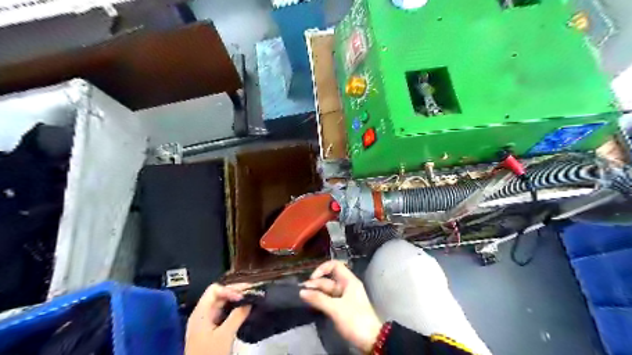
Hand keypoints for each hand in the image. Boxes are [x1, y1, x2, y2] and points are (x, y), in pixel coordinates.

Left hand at [186, 285, 251, 354]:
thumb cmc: (209, 354)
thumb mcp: (224, 335)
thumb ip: (237, 316)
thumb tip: (249, 301)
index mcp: (201, 312)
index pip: (214, 290)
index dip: (229, 290)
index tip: (243, 296)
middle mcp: (202, 314)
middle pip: (218, 295)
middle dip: (235, 291)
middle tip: (252, 291)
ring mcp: (206, 322)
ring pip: (222, 304)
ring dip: (236, 300)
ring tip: (250, 298)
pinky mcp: (211, 329)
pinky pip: (223, 313)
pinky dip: (234, 309)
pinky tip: (244, 310)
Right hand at [300, 261, 381, 351]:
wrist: (371, 340)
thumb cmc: (355, 319)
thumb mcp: (335, 309)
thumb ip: (318, 299)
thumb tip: (302, 291)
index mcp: (348, 281)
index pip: (335, 265)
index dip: (322, 268)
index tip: (312, 278)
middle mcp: (346, 286)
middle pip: (329, 280)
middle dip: (316, 283)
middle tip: (302, 291)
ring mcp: (344, 298)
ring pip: (328, 291)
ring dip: (316, 293)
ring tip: (303, 297)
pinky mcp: (342, 308)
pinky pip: (329, 300)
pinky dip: (321, 301)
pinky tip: (311, 304)